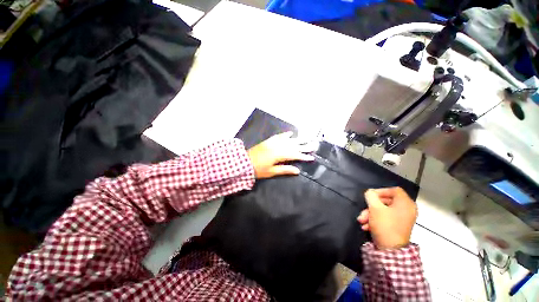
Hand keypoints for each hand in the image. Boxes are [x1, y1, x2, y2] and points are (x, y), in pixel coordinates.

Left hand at [247, 131, 314, 178]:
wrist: (244, 162)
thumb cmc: (258, 169)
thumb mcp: (272, 172)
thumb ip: (285, 170)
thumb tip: (298, 170)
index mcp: (279, 155)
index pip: (294, 155)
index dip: (303, 156)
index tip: (312, 157)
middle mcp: (278, 146)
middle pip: (293, 146)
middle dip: (304, 146)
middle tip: (314, 145)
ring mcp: (273, 142)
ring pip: (288, 140)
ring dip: (298, 139)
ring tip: (306, 138)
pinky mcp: (269, 141)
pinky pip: (279, 136)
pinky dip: (286, 135)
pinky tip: (291, 133)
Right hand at [357, 187, 416, 248]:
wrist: (391, 251)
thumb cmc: (385, 225)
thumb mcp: (375, 208)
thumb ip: (371, 196)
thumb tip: (370, 192)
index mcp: (405, 203)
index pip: (394, 190)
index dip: (381, 191)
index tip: (370, 196)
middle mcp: (406, 210)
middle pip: (386, 201)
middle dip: (371, 206)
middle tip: (362, 211)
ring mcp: (402, 219)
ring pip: (383, 210)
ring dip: (370, 214)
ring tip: (361, 221)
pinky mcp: (397, 227)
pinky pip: (385, 218)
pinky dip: (375, 220)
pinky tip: (366, 226)